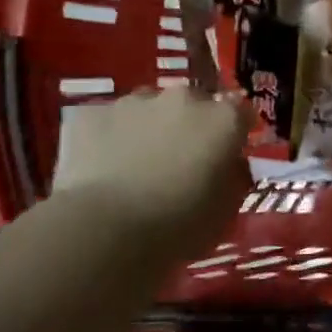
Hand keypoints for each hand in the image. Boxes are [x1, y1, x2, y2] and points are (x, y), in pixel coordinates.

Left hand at [52, 89, 251, 259]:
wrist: (103, 232)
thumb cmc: (178, 227)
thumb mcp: (226, 212)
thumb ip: (234, 177)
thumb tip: (231, 164)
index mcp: (223, 120)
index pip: (241, 112)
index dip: (235, 132)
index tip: (228, 153)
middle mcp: (183, 98)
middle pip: (193, 104)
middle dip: (190, 125)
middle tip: (180, 160)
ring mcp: (134, 102)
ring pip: (148, 108)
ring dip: (150, 127)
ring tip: (137, 165)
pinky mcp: (91, 114)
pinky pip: (107, 121)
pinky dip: (109, 138)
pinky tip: (102, 168)